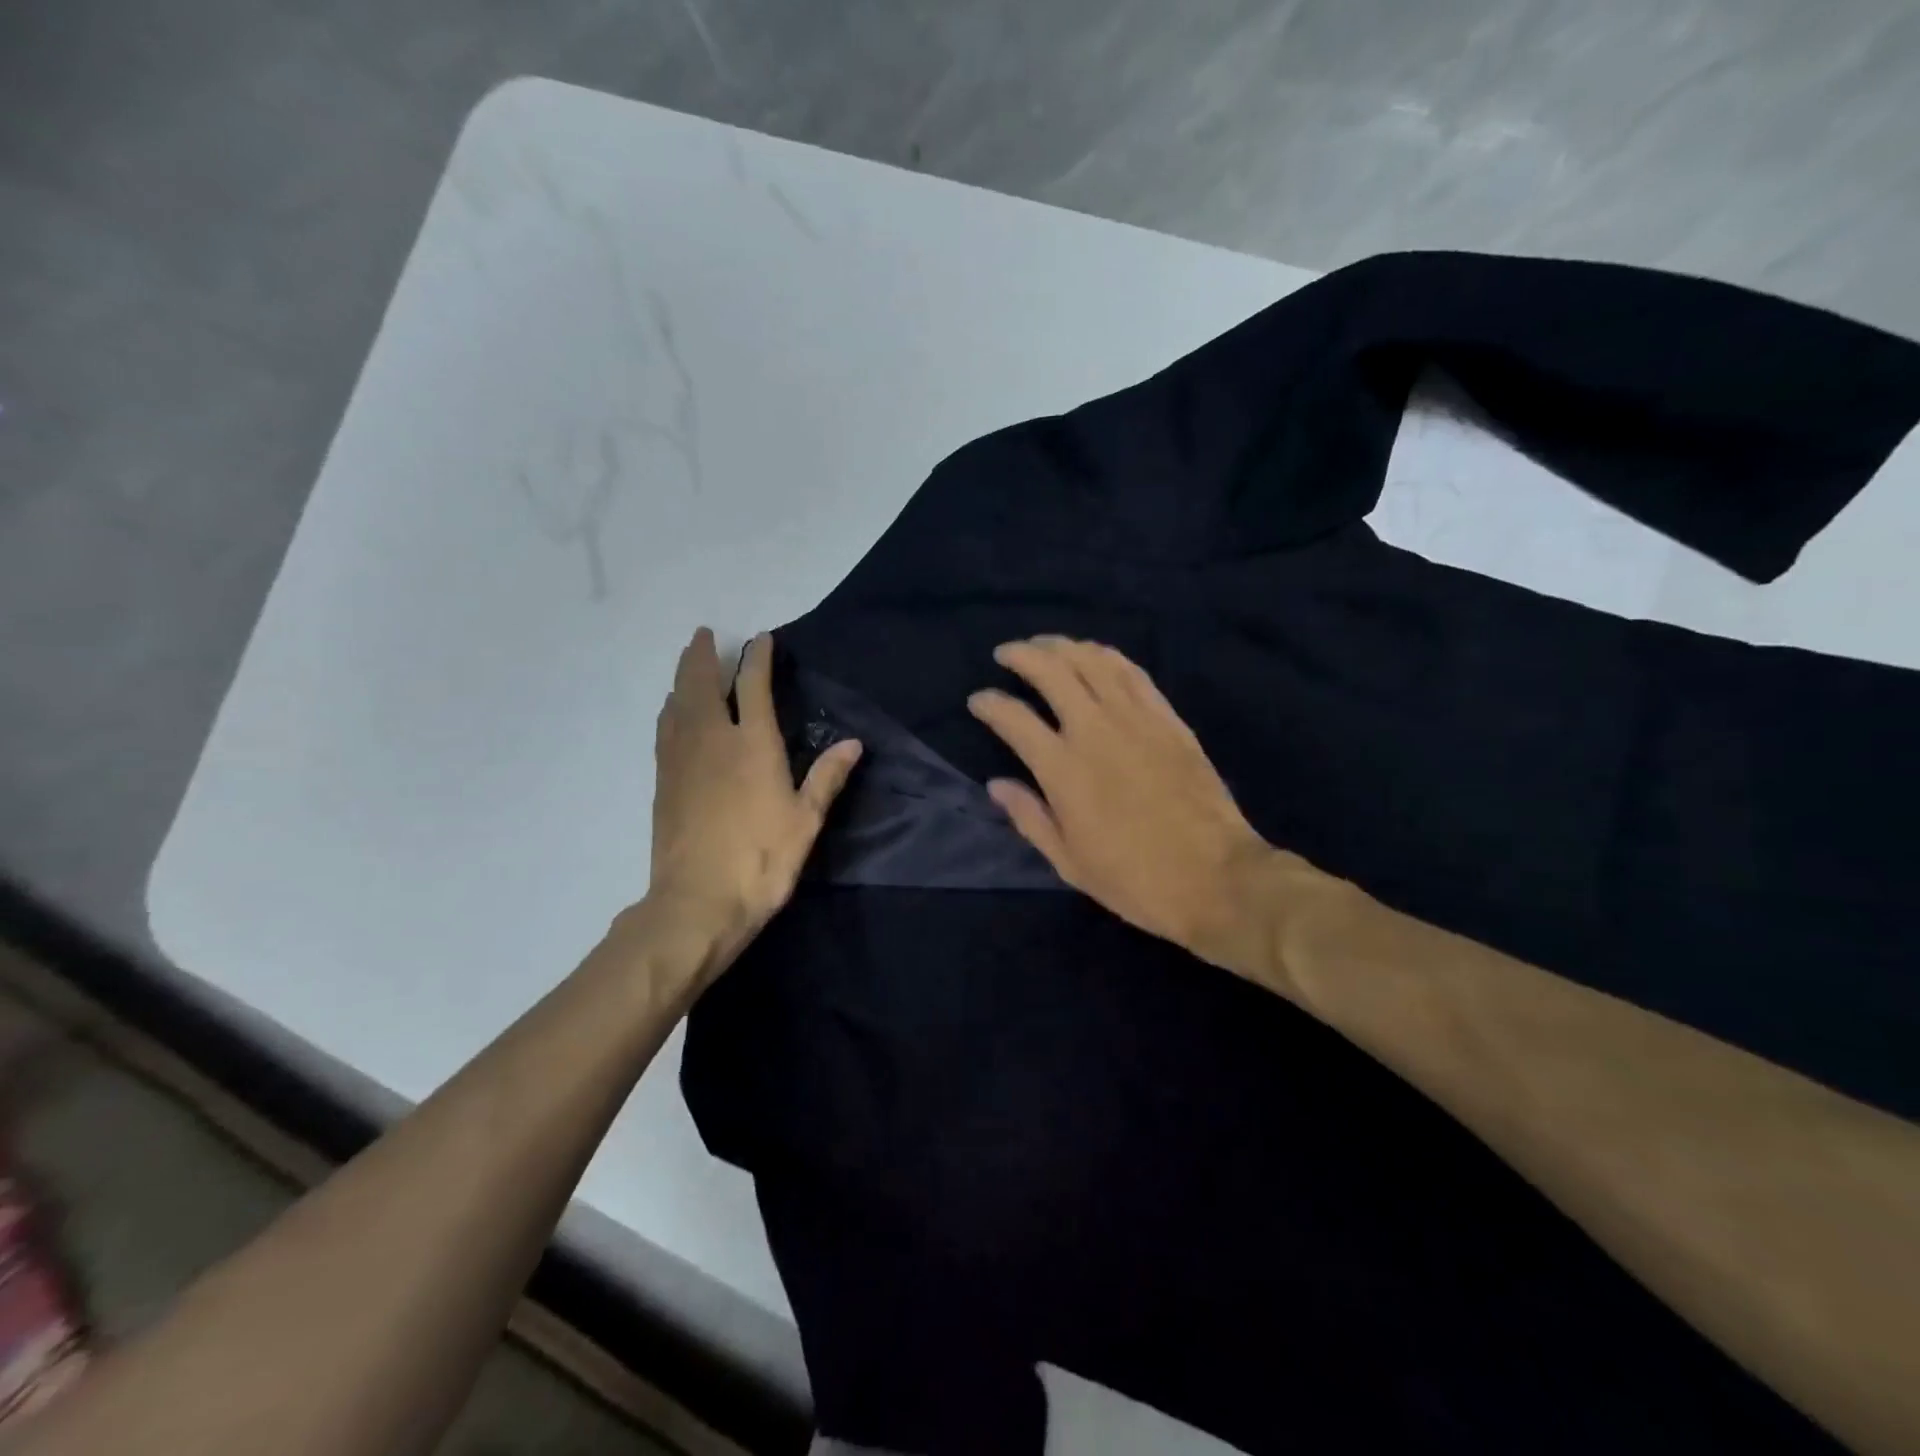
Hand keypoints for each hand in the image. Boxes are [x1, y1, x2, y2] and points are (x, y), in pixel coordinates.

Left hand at [645, 628, 861, 974]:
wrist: (696, 902)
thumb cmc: (760, 860)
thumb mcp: (805, 821)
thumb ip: (827, 778)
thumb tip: (853, 743)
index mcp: (753, 745)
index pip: (753, 686)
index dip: (757, 658)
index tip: (761, 639)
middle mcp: (712, 740)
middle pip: (701, 684)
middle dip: (703, 655)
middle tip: (704, 634)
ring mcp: (682, 759)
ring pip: (677, 703)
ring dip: (682, 676)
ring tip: (687, 662)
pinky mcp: (664, 781)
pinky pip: (665, 729)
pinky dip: (670, 708)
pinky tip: (671, 710)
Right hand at [969, 637, 1324, 982]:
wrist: (1215, 877)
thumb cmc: (1134, 879)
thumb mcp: (1068, 861)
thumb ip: (1028, 816)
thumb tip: (996, 784)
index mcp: (1063, 769)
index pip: (1014, 718)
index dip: (989, 703)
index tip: (978, 700)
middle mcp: (1095, 730)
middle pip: (1052, 671)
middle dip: (1022, 655)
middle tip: (1006, 653)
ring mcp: (1136, 719)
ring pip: (1093, 661)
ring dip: (1063, 646)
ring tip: (1045, 645)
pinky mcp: (1168, 719)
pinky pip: (1133, 673)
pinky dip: (1108, 657)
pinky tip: (1095, 655)